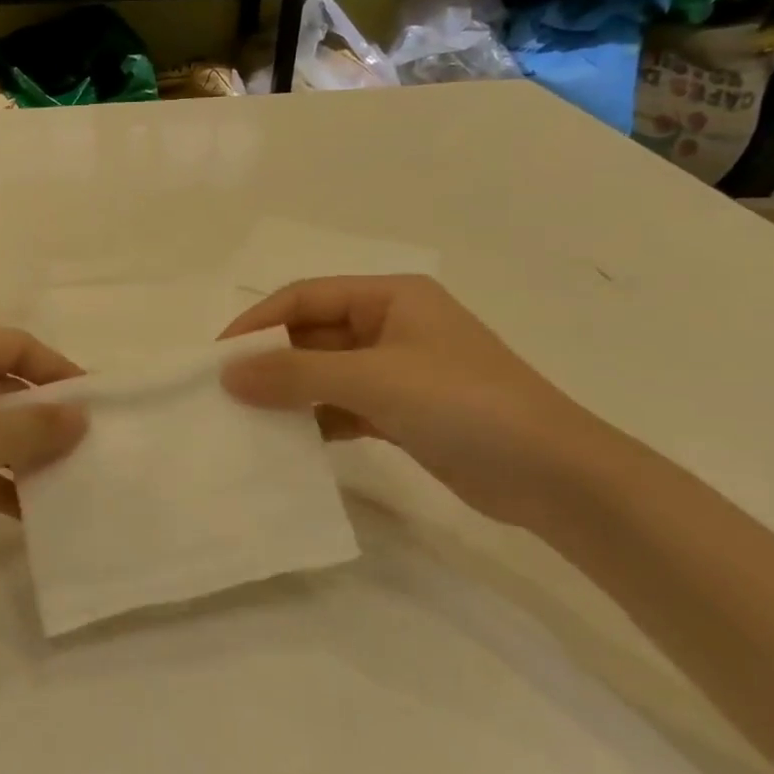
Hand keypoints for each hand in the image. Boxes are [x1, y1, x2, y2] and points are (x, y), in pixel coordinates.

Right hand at [219, 276, 631, 532]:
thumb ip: (296, 374)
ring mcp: (399, 371)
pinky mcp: (404, 412)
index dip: (259, 323)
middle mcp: (392, 325)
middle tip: (225, 392)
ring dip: (290, 392)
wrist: (555, 477)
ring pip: (326, 372)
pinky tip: (289, 441)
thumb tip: (227, 374)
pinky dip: (316, 419)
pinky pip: (344, 406)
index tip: (218, 358)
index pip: (306, 297)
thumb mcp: (374, 380)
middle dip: (271, 360)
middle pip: (314, 333)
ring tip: (247, 418)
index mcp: (390, 296)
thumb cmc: (464, 405)